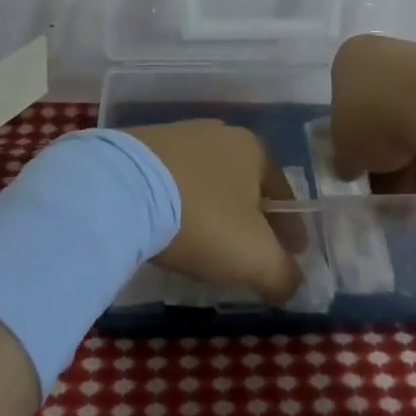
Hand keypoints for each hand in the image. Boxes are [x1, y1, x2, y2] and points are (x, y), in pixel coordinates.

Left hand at [123, 121, 301, 303]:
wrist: (122, 189)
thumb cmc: (202, 218)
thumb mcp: (254, 257)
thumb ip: (284, 274)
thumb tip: (292, 283)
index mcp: (253, 148)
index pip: (282, 190)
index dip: (290, 227)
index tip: (291, 255)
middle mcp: (219, 132)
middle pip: (244, 183)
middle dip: (251, 217)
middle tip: (249, 253)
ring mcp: (178, 135)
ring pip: (208, 180)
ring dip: (214, 209)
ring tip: (207, 244)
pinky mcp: (142, 146)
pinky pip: (173, 180)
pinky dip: (180, 203)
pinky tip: (171, 227)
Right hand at [330, 33, 415, 193]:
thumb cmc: (372, 118)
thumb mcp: (344, 151)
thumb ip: (344, 159)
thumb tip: (349, 166)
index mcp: (349, 57)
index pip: (345, 99)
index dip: (353, 138)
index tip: (364, 165)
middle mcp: (383, 51)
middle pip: (380, 108)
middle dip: (386, 150)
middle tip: (392, 184)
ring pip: (411, 114)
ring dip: (413, 152)